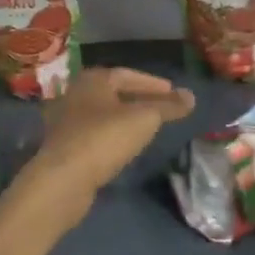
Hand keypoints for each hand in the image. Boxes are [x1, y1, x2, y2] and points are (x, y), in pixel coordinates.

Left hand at [14, 68, 195, 228]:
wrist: (63, 179)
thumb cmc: (105, 138)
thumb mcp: (144, 119)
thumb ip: (168, 106)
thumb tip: (191, 96)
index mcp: (93, 80)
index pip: (128, 75)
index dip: (153, 84)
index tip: (173, 92)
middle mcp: (76, 94)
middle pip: (114, 93)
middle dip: (139, 99)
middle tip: (163, 108)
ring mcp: (66, 120)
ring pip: (103, 113)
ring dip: (125, 118)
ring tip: (148, 127)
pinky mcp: (64, 145)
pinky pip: (95, 133)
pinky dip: (113, 134)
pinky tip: (125, 146)